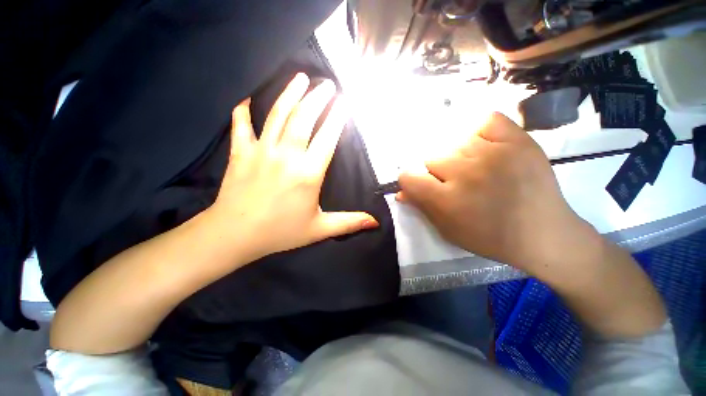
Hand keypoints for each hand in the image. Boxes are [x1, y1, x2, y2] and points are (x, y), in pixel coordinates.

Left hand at [206, 73, 377, 259]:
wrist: (234, 235)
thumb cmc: (280, 232)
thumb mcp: (319, 229)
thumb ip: (349, 223)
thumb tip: (375, 222)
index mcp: (308, 174)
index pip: (327, 138)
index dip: (338, 118)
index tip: (345, 103)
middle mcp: (287, 156)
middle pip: (304, 118)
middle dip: (318, 98)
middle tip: (327, 85)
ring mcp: (261, 151)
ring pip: (278, 115)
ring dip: (290, 93)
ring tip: (300, 78)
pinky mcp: (240, 152)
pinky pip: (241, 124)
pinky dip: (243, 109)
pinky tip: (248, 98)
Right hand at [398, 112, 593, 274]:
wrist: (543, 233)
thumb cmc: (490, 236)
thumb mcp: (448, 229)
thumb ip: (421, 207)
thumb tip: (400, 192)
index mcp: (447, 199)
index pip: (408, 176)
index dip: (411, 180)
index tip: (422, 185)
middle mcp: (466, 172)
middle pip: (430, 157)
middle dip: (437, 171)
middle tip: (455, 182)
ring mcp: (493, 152)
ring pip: (454, 142)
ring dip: (458, 156)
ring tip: (476, 169)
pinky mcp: (517, 139)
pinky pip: (484, 122)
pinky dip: (480, 133)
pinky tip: (487, 148)